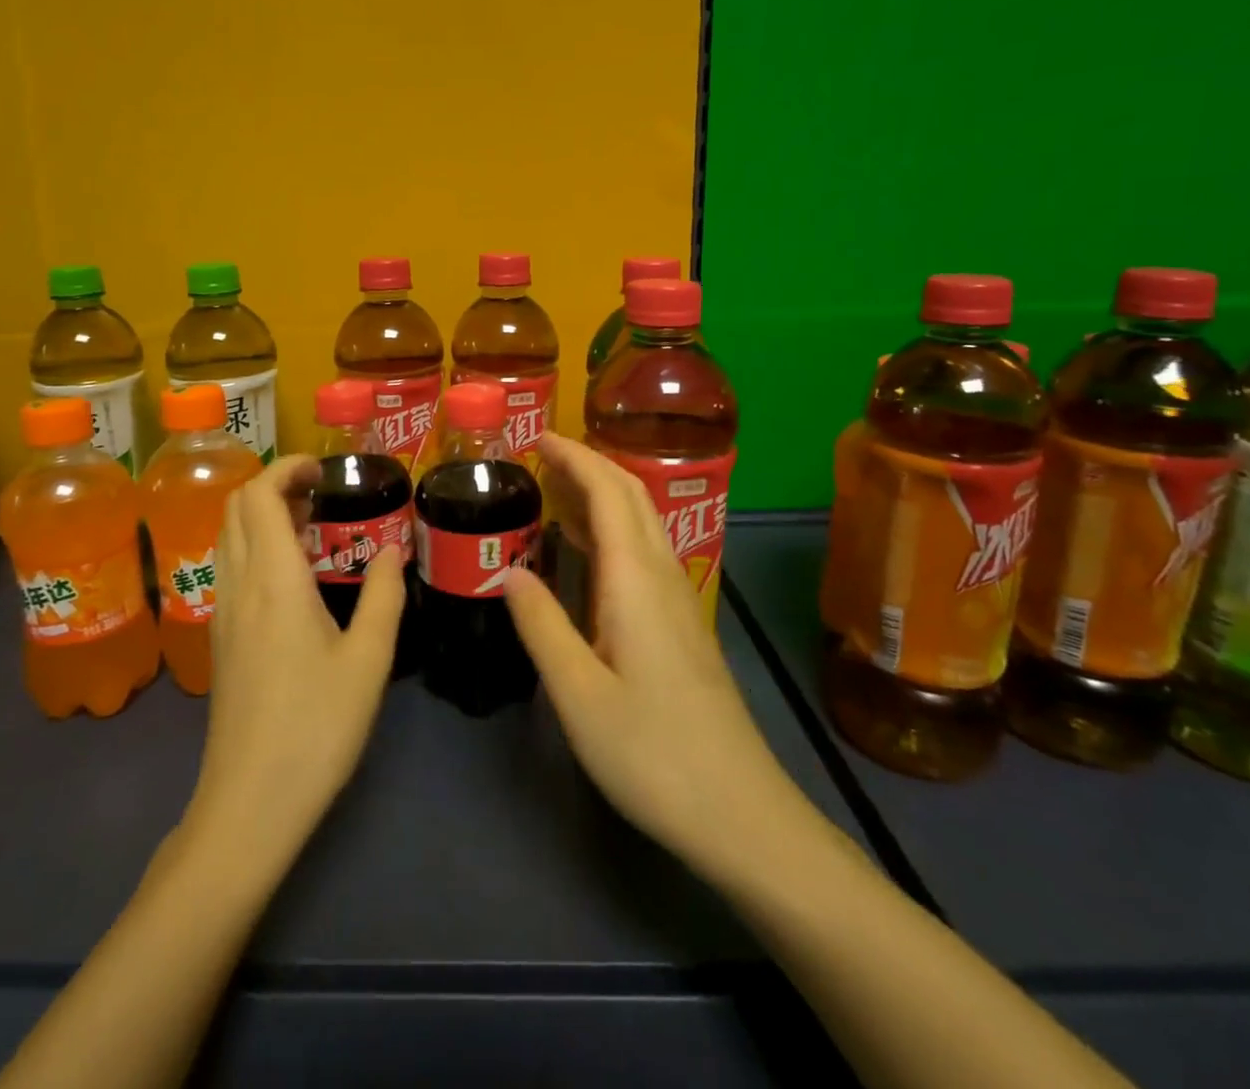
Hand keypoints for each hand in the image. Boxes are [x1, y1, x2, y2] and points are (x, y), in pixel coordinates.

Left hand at [184, 456, 406, 868]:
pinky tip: (292, 574)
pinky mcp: (220, 637)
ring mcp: (222, 612)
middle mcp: (238, 585)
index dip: (287, 468)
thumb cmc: (316, 727)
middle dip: (276, 484)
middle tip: (324, 494)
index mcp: (273, 580)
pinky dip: (255, 544)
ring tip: (312, 526)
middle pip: (236, 506)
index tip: (325, 470)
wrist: (249, 804)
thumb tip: (393, 548)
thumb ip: (385, 595)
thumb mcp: (369, 660)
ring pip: (228, 535)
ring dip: (263, 513)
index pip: (260, 494)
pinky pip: (230, 565)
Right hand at [505, 434, 800, 890]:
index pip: (608, 492)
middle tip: (542, 455)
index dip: (575, 457)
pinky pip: (645, 553)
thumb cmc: (652, 753)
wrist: (741, 813)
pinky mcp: (683, 625)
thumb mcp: (578, 694)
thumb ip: (541, 624)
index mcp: (635, 581)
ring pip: (643, 523)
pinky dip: (613, 530)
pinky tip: (588, 553)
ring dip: (603, 493)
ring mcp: (680, 600)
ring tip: (556, 490)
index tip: (538, 438)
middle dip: (590, 464)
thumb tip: (508, 569)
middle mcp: (663, 576)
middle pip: (632, 497)